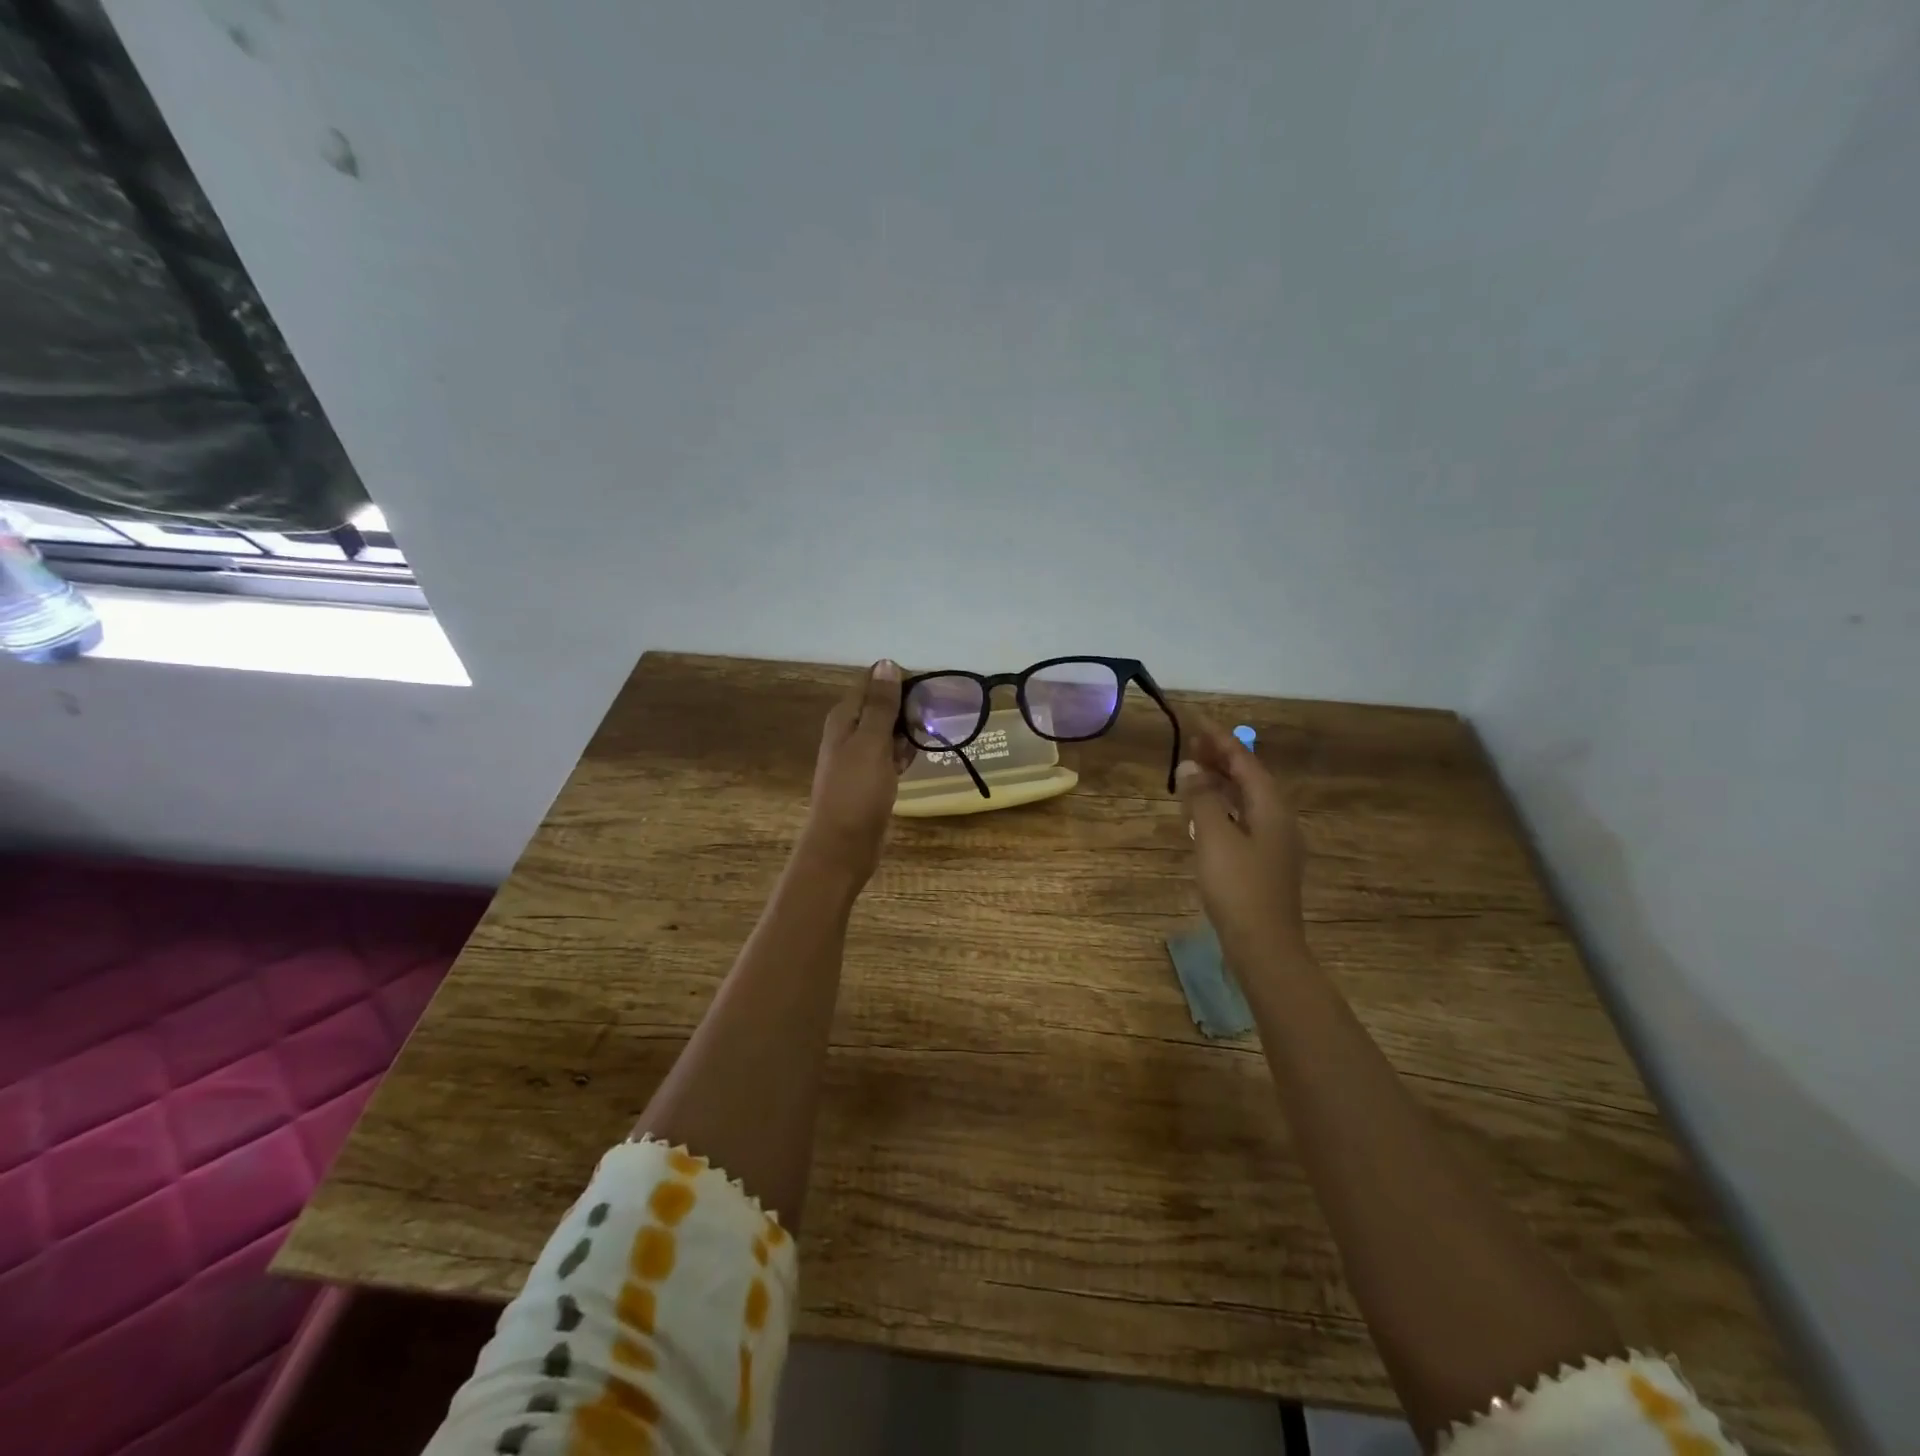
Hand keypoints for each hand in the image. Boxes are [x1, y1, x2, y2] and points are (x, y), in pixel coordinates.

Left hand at [795, 660, 913, 888]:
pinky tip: (916, 759)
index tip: (929, 690)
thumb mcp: (871, 742)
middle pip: (882, 706)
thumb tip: (886, 663)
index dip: (899, 682)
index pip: (873, 683)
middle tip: (935, 716)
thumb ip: (880, 704)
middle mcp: (849, 732)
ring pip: (889, 732)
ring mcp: (859, 757)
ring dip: (908, 732)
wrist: (843, 846)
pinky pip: (890, 756)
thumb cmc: (856, 791)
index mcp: (844, 717)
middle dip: (908, 708)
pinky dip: (903, 755)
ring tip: (930, 736)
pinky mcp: (870, 779)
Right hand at [1176, 722, 1308, 970]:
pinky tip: (1205, 814)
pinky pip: (1243, 820)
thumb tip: (1189, 767)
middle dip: (1221, 759)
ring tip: (1193, 772)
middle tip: (1191, 743)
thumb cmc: (1238, 887)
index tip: (1197, 723)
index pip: (1246, 762)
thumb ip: (1202, 798)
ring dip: (1221, 783)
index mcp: (1271, 808)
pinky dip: (1223, 807)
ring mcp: (1274, 843)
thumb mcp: (1214, 837)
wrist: (1264, 945)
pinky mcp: (1264, 863)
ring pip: (1246, 800)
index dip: (1221, 741)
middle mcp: (1279, 820)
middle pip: (1249, 779)